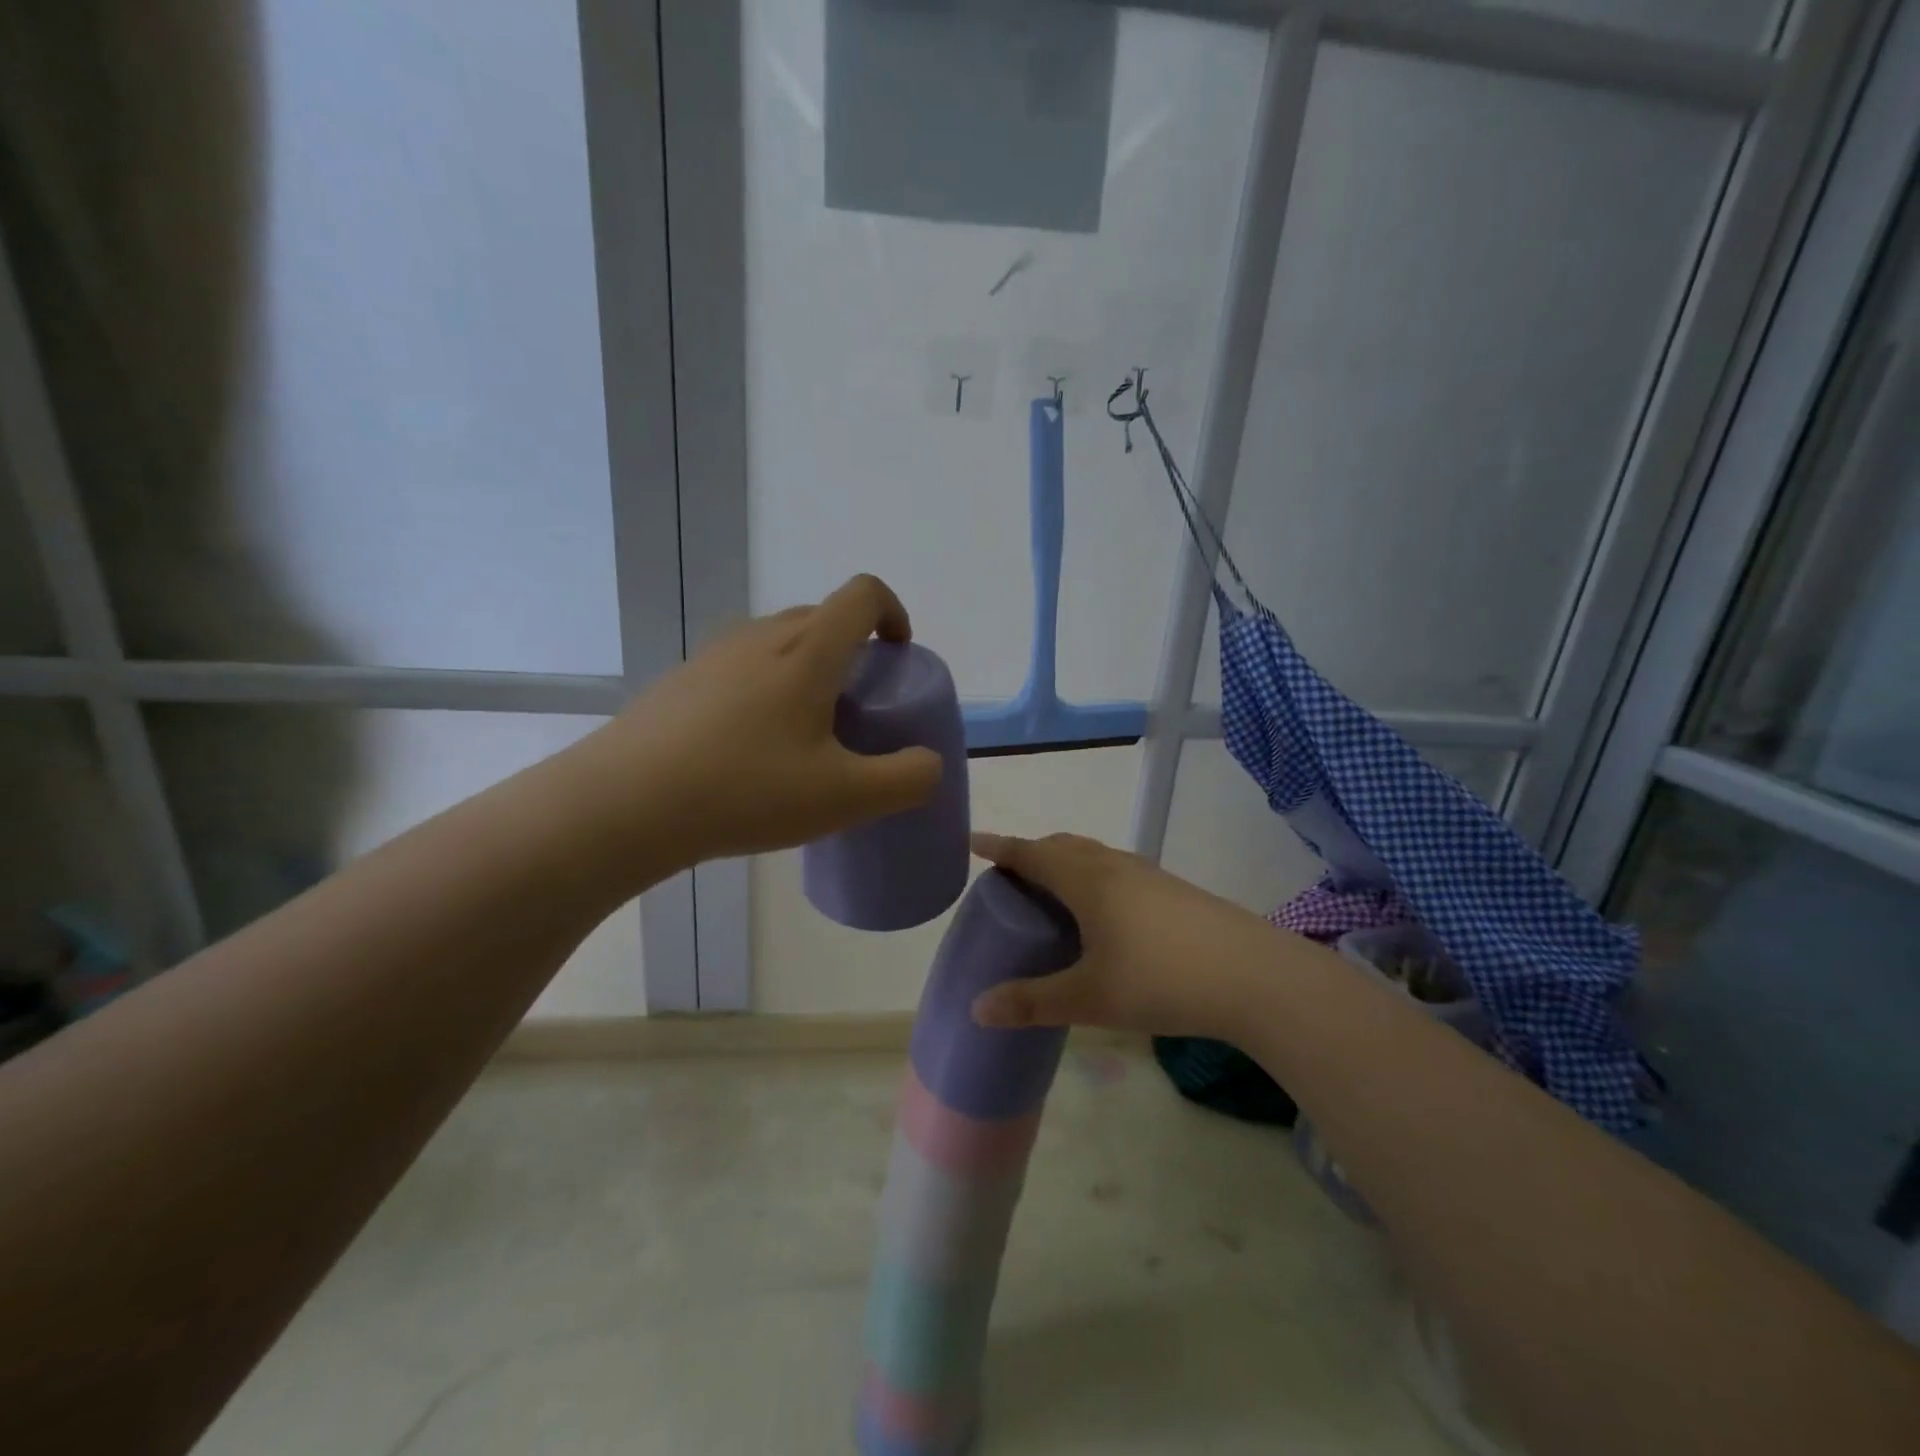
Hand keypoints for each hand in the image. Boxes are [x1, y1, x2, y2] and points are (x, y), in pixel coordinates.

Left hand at [582, 575, 943, 866]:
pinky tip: (750, 750)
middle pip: (822, 617)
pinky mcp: (682, 680)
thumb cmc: (746, 791)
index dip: (893, 613)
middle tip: (856, 712)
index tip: (898, 656)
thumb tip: (928, 763)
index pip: (863, 594)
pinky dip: (766, 690)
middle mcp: (762, 636)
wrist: (624, 805)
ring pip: (780, 642)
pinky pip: (742, 667)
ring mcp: (715, 655)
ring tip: (804, 736)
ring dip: (808, 671)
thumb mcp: (846, 798)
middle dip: (854, 652)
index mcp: (808, 651)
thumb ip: (907, 779)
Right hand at [970, 832, 1290, 1039]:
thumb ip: (1032, 1002)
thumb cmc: (1162, 979)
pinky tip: (1105, 911)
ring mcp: (1149, 875)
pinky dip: (1094, 875)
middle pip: (1063, 845)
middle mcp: (1115, 866)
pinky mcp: (1174, 890)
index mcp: (1087, 881)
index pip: (1031, 853)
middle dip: (1032, 852)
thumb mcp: (1090, 997)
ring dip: (1066, 861)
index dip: (999, 847)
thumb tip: (978, 1009)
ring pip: (1094, 854)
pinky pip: (1117, 869)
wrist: (1255, 976)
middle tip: (1010, 876)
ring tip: (1053, 891)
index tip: (972, 842)